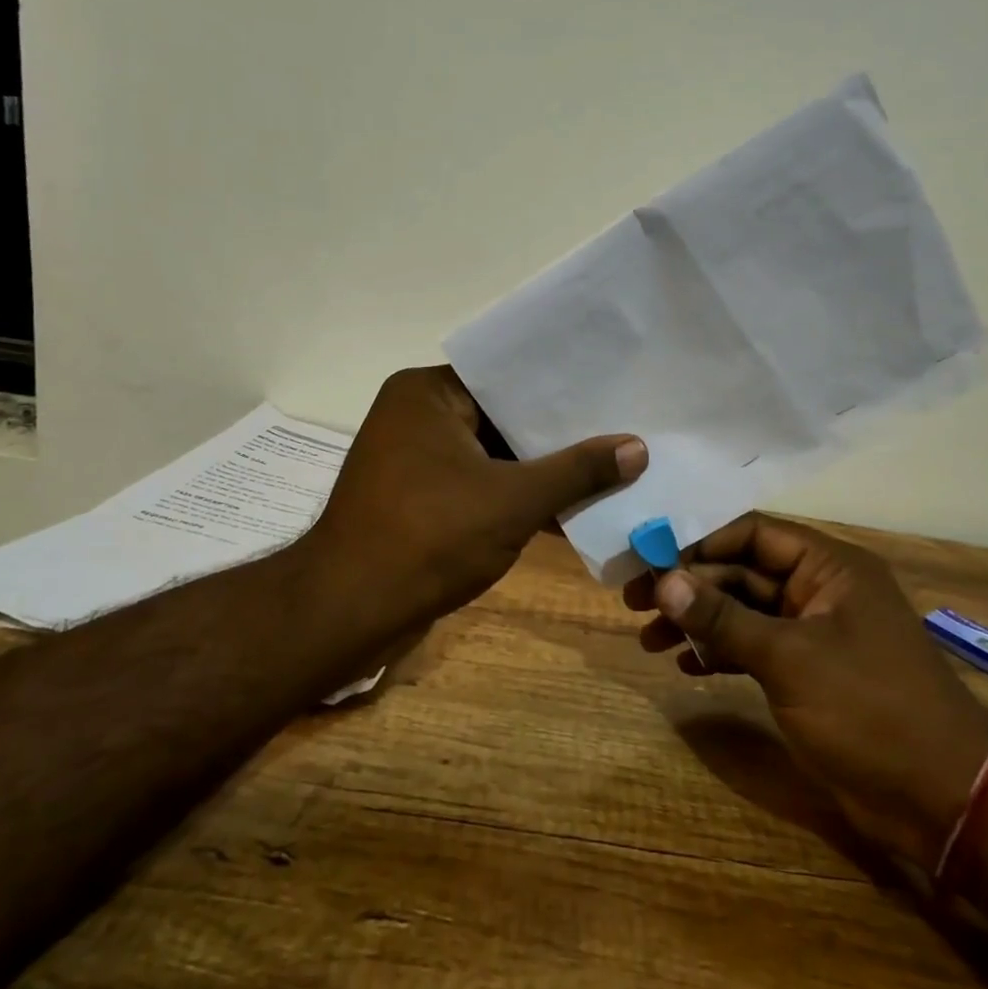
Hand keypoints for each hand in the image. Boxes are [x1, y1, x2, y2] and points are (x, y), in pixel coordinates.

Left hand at [298, 366, 645, 637]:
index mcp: (428, 392)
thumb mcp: (513, 500)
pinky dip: (514, 497)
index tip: (613, 389)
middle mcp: (417, 415)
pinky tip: (568, 509)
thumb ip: (577, 471)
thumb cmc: (429, 537)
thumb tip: (638, 447)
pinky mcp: (419, 498)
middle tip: (621, 427)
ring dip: (540, 470)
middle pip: (502, 416)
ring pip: (493, 455)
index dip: (562, 387)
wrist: (349, 612)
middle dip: (558, 433)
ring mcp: (415, 459)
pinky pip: (478, 484)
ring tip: (609, 466)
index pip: (507, 376)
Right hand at [627, 513, 987, 866]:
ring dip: (699, 622)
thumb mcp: (789, 658)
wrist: (943, 799)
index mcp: (829, 567)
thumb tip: (663, 581)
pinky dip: (722, 652)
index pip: (752, 533)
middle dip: (690, 588)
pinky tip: (687, 665)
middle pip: (742, 572)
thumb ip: (723, 618)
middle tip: (635, 605)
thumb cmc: (869, 709)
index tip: (650, 560)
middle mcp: (821, 590)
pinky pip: (755, 648)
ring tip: (650, 640)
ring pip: (745, 612)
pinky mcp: (809, 674)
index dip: (699, 543)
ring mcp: (815, 634)